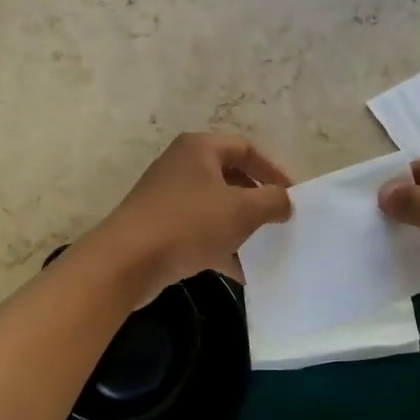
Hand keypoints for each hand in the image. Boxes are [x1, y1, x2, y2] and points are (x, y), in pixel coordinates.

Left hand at [91, 133, 292, 300]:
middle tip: (277, 222)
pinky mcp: (158, 225)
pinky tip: (238, 271)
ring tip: (262, 248)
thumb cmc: (189, 224)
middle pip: (229, 176)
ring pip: (214, 206)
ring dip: (239, 226)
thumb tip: (284, 201)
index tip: (292, 196)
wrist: (127, 261)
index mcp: (199, 148)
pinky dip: (218, 245)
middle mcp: (181, 164)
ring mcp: (166, 196)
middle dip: (256, 201)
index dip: (273, 170)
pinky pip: (197, 230)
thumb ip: (272, 201)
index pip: (246, 148)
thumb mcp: (242, 210)